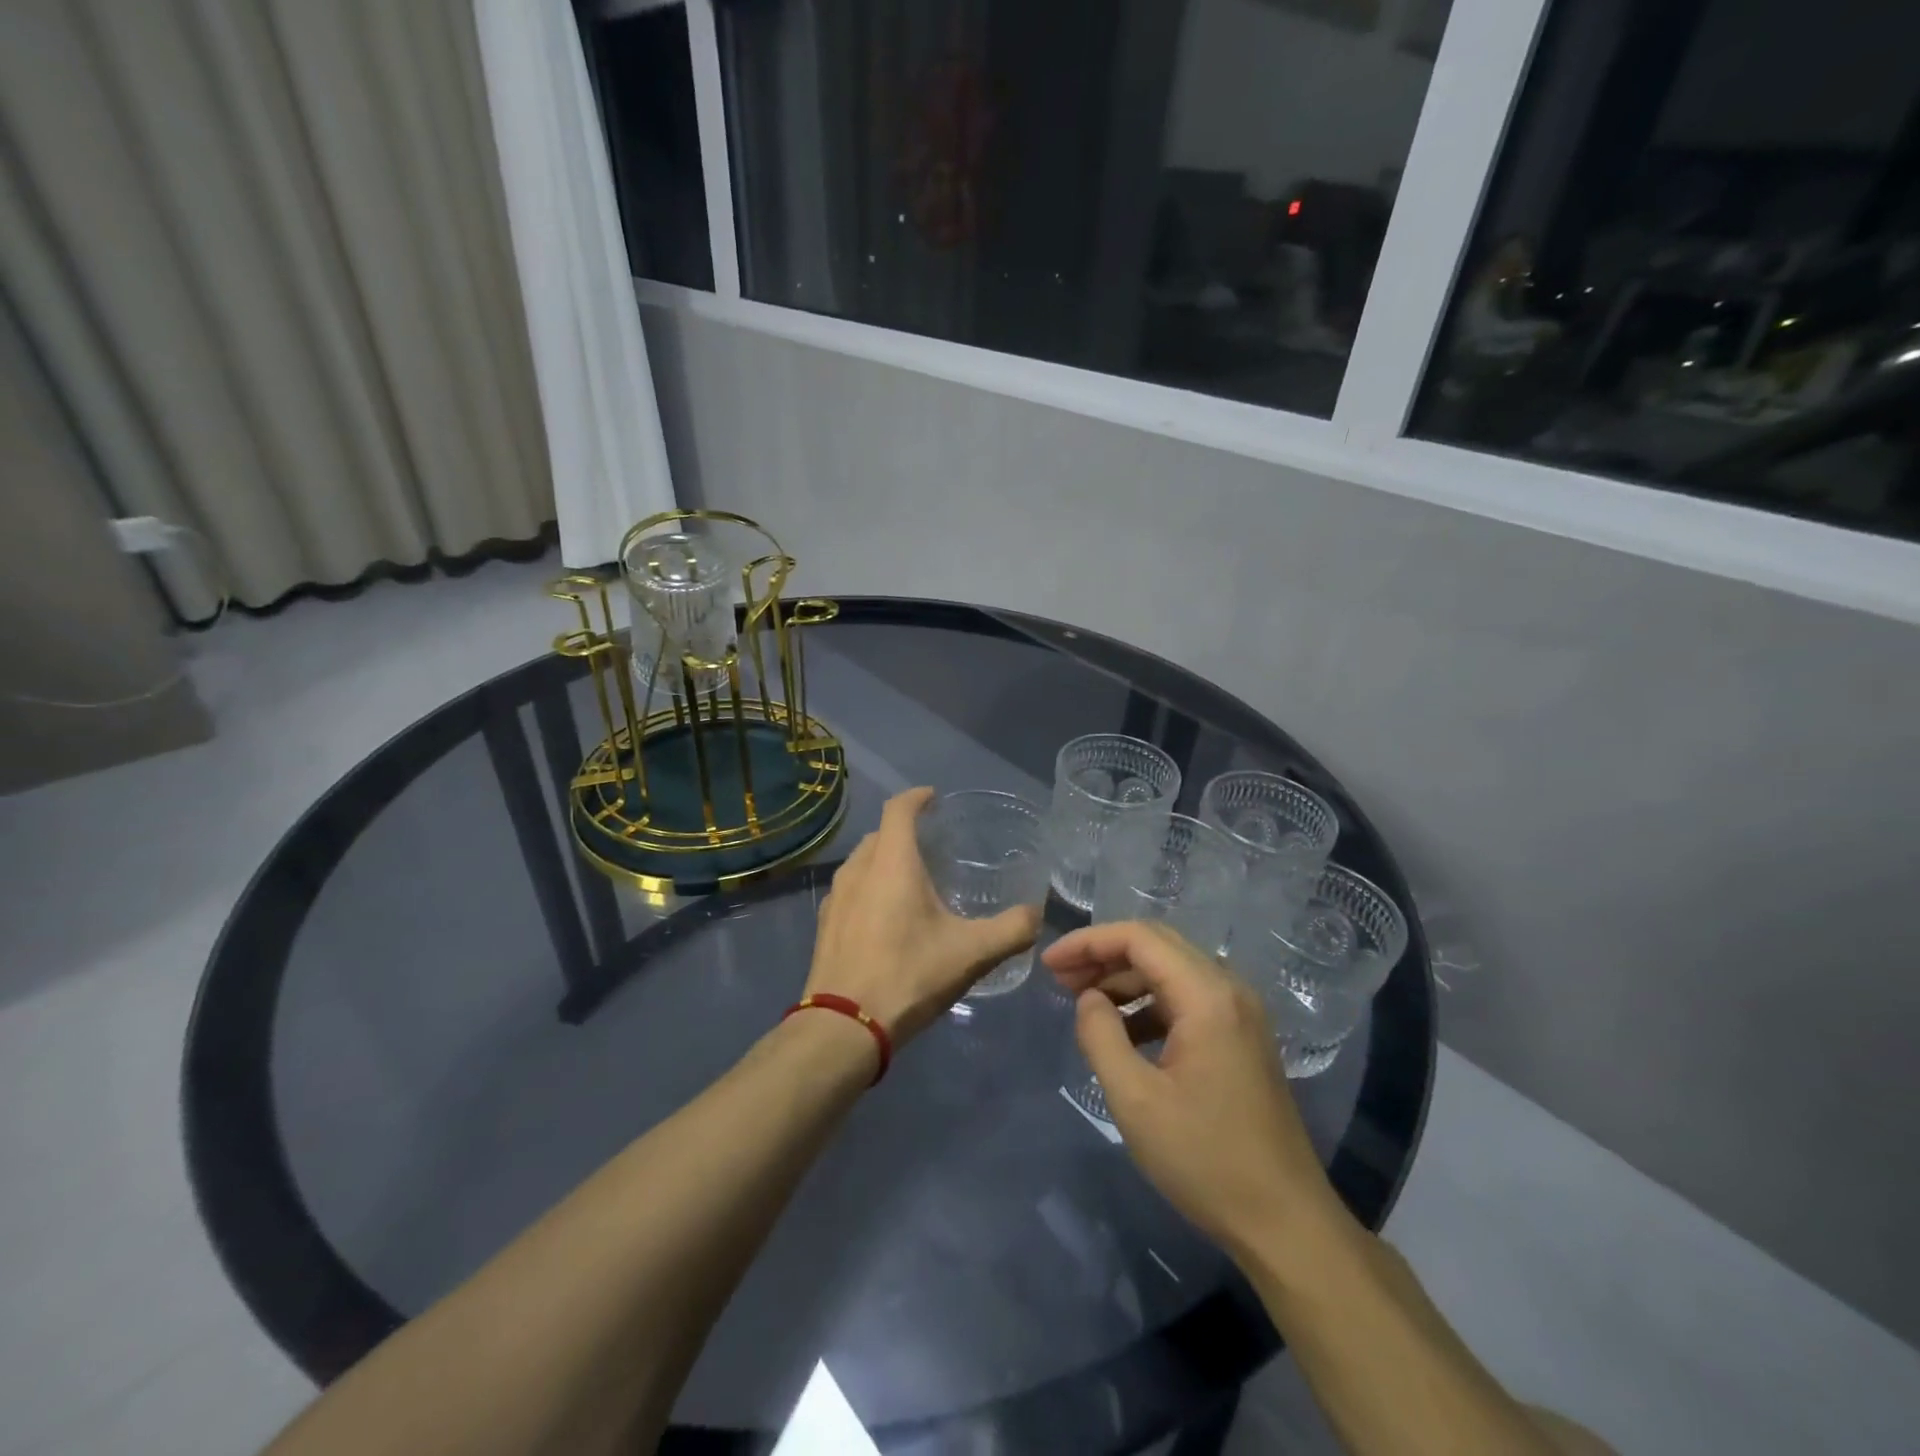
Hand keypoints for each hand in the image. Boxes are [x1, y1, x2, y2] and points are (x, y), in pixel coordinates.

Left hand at [806, 787, 1040, 1045]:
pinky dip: (869, 888)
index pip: (898, 808)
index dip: (917, 797)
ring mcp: (836, 898)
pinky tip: (885, 917)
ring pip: (862, 862)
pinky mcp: (825, 925)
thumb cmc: (909, 975)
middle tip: (932, 845)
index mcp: (891, 863)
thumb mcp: (972, 953)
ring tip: (911, 879)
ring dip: (884, 860)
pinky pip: (850, 890)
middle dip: (903, 830)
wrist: (843, 1027)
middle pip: (880, 834)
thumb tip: (1037, 915)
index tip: (934, 798)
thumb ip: (1011, 929)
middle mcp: (858, 869)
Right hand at [1045, 920, 1343, 1255]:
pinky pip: (1186, 997)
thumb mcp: (1135, 1100)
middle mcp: (1229, 989)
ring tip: (1082, 1001)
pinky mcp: (1241, 1037)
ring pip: (1171, 970)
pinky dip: (1148, 1002)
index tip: (1050, 962)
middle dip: (1104, 954)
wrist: (1286, 1223)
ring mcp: (1240, 1013)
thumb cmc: (1206, 1160)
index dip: (1088, 942)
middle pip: (1157, 945)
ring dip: (1124, 977)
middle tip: (1060, 977)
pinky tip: (1122, 1031)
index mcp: (1207, 996)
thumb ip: (1101, 1036)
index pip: (1139, 938)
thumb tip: (1088, 999)